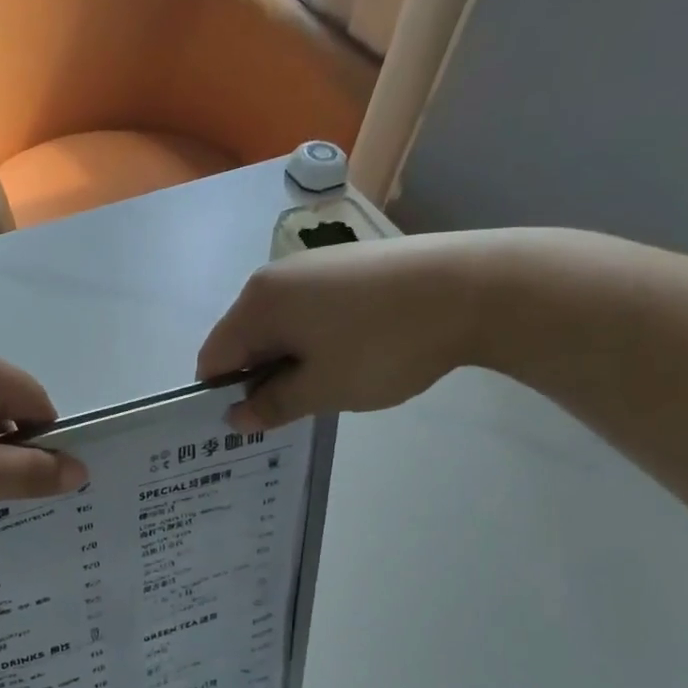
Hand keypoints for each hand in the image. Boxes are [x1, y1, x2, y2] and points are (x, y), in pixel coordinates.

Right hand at [196, 235, 492, 428]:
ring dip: (291, 360)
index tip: (254, 422)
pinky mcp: (347, 264)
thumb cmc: (383, 344)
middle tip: (297, 410)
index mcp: (257, 303)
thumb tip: (235, 417)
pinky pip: (309, 310)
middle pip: (244, 338)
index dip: (224, 395)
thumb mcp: (323, 389)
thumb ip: (272, 406)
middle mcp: (275, 276)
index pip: (213, 357)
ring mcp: (313, 266)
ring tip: (331, 384)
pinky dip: (316, 338)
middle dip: (260, 377)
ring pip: (279, 325)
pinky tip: (355, 353)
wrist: (474, 287)